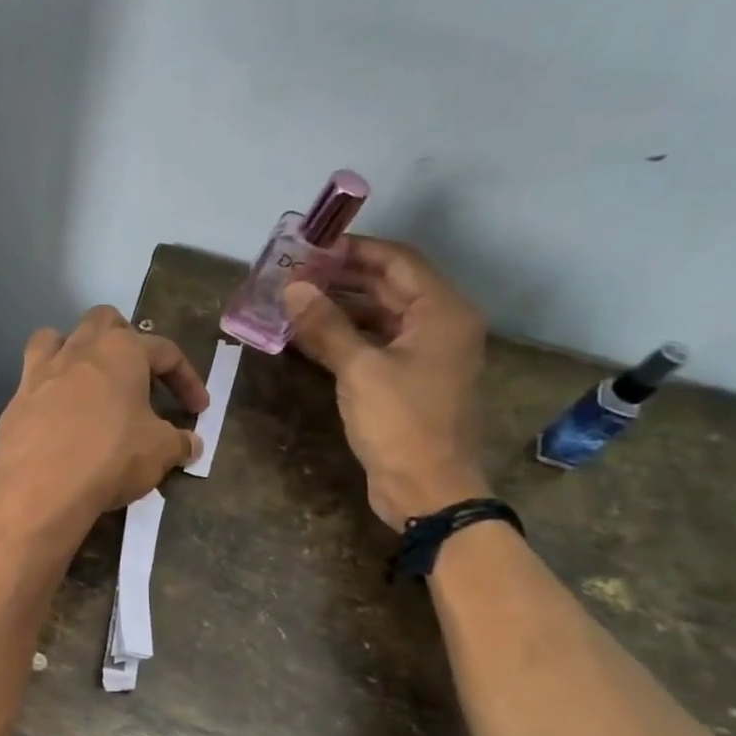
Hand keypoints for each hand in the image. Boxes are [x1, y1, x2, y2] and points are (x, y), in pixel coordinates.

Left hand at [0, 306, 207, 549]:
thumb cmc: (110, 458)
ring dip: (75, 351)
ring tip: (88, 381)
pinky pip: (32, 382)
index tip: (198, 409)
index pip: (165, 351)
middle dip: (125, 340)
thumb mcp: (159, 452)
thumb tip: (191, 443)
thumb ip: (179, 442)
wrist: (38, 488)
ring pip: (56, 338)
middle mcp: (78, 350)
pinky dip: (48, 392)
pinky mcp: (14, 401)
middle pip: (104, 322)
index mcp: (121, 351)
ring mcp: (40, 372)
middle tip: (137, 375)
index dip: (187, 379)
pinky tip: (58, 420)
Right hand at [283, 237, 489, 529]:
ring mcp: (424, 355)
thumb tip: (294, 287)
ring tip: (294, 303)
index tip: (311, 247)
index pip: (397, 261)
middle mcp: (439, 325)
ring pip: (378, 317)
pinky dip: (344, 338)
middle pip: (389, 286)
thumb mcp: (359, 370)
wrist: (427, 488)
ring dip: (339, 309)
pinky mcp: (407, 381)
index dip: (354, 250)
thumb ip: (326, 325)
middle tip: (295, 274)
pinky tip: (308, 338)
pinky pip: (374, 346)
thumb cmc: (400, 423)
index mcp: (442, 312)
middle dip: (342, 278)